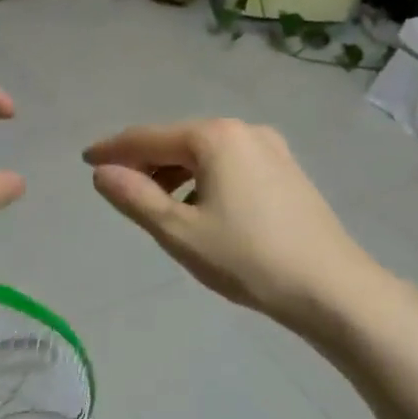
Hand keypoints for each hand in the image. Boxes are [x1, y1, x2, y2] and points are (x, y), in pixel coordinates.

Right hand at [85, 118, 377, 332]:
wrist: (332, 288)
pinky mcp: (288, 171)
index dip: (113, 149)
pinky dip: (205, 180)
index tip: (86, 160)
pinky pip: (231, 165)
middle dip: (146, 163)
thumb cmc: (248, 258)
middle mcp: (244, 130)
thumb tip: (102, 173)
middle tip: (120, 191)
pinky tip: (202, 210)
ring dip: (176, 174)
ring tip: (159, 208)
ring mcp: (272, 148)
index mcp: (215, 137)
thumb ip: (135, 197)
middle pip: (179, 141)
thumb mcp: (180, 231)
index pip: (148, 137)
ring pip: (206, 154)